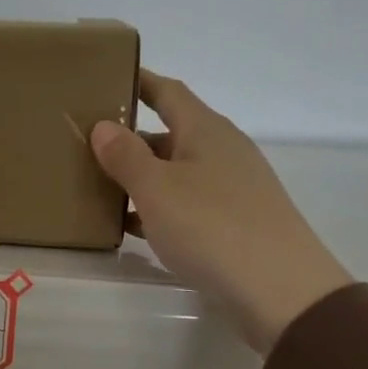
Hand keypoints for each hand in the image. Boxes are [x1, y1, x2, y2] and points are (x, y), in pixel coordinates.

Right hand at [91, 70, 352, 353]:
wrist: (280, 291)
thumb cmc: (212, 227)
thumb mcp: (157, 189)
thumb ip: (126, 156)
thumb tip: (104, 125)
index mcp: (206, 130)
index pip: (168, 92)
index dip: (138, 81)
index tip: (106, 77)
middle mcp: (223, 151)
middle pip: (170, 133)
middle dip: (130, 138)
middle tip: (86, 145)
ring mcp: (233, 188)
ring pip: (177, 172)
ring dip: (141, 178)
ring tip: (99, 187)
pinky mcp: (236, 223)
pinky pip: (187, 205)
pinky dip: (159, 209)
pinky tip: (132, 227)